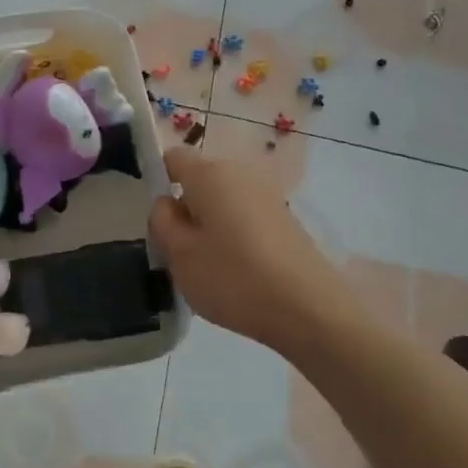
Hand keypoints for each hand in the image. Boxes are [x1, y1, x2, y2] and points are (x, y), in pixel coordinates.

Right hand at [148, 148, 355, 353]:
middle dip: (186, 208)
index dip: (159, 181)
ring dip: (210, 225)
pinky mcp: (285, 219)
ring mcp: (267, 195)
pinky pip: (245, 217)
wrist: (309, 308)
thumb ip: (162, 222)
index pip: (173, 158)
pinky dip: (234, 236)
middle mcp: (240, 173)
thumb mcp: (179, 255)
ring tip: (209, 266)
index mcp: (210, 174)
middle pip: (200, 181)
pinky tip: (238, 272)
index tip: (158, 219)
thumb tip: (168, 203)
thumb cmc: (234, 278)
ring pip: (223, 201)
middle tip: (179, 251)